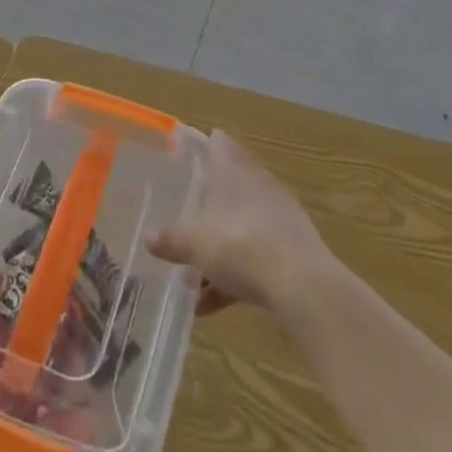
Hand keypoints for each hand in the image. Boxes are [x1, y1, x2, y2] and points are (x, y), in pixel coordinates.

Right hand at [146, 131, 332, 317]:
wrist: (303, 286)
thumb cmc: (241, 245)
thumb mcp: (195, 243)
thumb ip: (171, 239)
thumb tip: (149, 238)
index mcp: (234, 171)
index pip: (218, 144)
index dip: (202, 146)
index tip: (185, 155)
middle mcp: (259, 186)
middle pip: (230, 187)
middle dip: (207, 205)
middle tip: (183, 217)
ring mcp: (279, 219)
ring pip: (242, 227)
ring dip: (218, 250)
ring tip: (192, 281)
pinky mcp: (293, 251)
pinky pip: (256, 258)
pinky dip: (235, 277)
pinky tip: (212, 306)